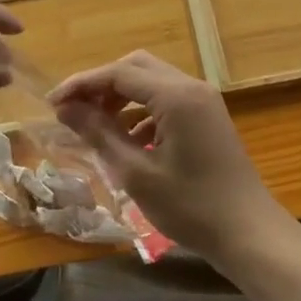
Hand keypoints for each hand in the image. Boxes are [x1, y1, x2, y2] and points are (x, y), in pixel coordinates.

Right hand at [48, 51, 291, 266]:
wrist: (249, 233)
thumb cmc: (191, 207)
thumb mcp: (136, 173)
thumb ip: (99, 134)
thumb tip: (65, 109)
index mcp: (176, 95)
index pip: (119, 73)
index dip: (82, 84)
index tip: (52, 104)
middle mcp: (191, 87)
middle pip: (136, 67)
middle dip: (101, 84)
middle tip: (74, 110)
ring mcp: (203, 100)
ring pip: (152, 81)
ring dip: (121, 96)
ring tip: (96, 125)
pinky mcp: (208, 116)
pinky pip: (167, 99)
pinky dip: (142, 111)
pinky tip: (130, 141)